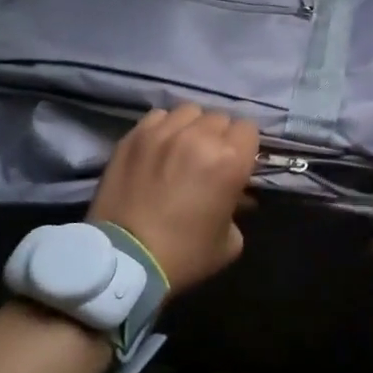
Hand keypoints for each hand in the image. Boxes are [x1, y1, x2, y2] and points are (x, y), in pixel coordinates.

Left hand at [87, 105, 259, 296]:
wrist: (124, 261)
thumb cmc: (184, 255)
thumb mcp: (229, 242)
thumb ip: (238, 209)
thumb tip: (236, 196)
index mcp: (229, 160)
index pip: (248, 129)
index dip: (245, 147)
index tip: (237, 164)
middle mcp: (199, 136)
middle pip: (219, 118)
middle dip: (219, 137)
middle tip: (209, 160)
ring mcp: (163, 132)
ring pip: (189, 111)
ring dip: (192, 127)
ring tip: (183, 148)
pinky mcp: (134, 136)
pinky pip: (158, 117)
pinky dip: (164, 128)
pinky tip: (159, 148)